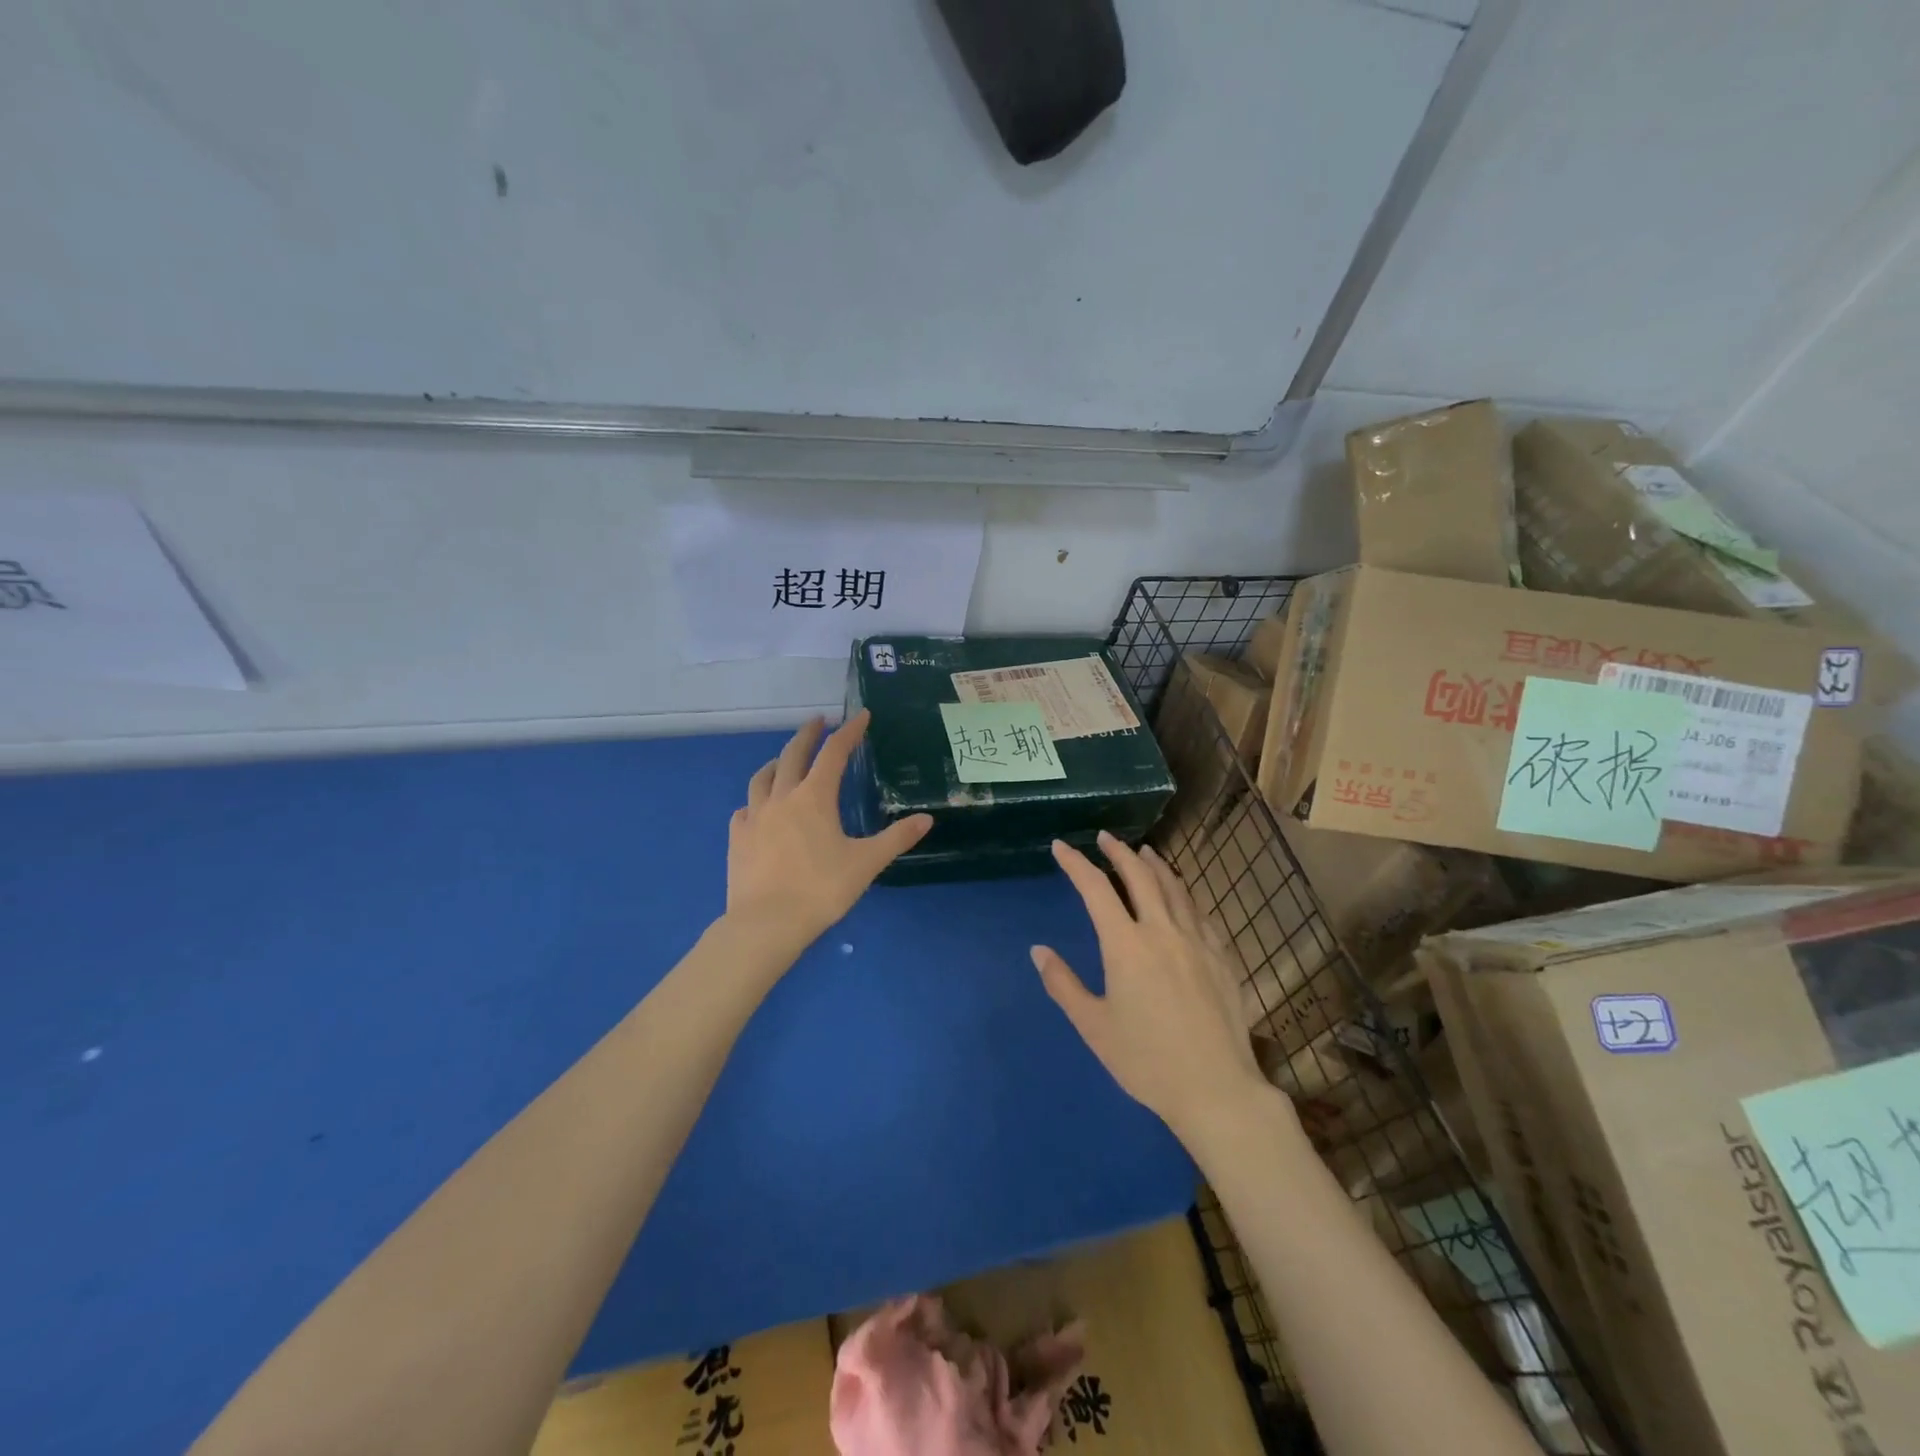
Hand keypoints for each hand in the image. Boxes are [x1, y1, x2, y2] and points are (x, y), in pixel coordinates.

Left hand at [727, 713, 932, 950]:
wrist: (766, 923)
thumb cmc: (821, 889)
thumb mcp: (866, 863)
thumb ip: (896, 838)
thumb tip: (926, 819)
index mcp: (815, 797)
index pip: (834, 753)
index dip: (849, 732)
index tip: (860, 716)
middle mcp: (782, 797)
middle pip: (793, 754)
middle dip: (808, 734)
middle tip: (818, 721)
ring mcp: (754, 816)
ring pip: (762, 777)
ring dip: (777, 762)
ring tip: (784, 760)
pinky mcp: (737, 838)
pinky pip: (745, 809)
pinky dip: (756, 800)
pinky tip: (759, 809)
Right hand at [1033, 832, 1265, 1140]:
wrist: (1216, 1088)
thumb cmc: (1146, 1060)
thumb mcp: (1094, 1027)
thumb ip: (1064, 984)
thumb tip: (1038, 950)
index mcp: (1126, 946)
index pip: (1096, 890)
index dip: (1076, 864)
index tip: (1061, 846)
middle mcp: (1162, 931)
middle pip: (1140, 876)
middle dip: (1119, 852)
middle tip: (1105, 838)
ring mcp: (1197, 941)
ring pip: (1175, 888)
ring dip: (1155, 865)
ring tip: (1144, 852)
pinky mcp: (1221, 956)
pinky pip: (1200, 912)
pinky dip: (1184, 894)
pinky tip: (1182, 897)